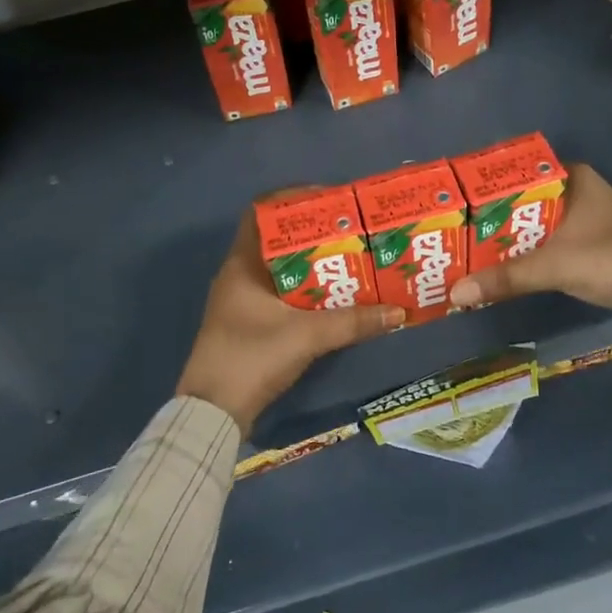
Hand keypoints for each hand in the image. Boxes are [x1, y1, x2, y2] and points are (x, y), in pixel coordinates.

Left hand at [177, 202, 403, 434]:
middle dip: (313, 233)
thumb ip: (353, 322)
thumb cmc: (251, 358)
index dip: (292, 200)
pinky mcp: (249, 323)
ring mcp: (242, 300)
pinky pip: (282, 292)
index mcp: (242, 264)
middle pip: (277, 240)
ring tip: (350, 258)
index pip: (261, 212)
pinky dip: (306, 289)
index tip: (329, 201)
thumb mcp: (307, 336)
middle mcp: (239, 275)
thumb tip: (398, 312)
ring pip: (281, 268)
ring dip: (312, 263)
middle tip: (350, 231)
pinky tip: (334, 295)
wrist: (213, 413)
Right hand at [449, 164, 611, 335]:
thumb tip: (453, 294)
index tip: (455, 204)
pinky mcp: (591, 246)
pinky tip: (501, 269)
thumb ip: (504, 278)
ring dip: (508, 241)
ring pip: (535, 226)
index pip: (518, 174)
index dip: (486, 189)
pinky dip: (527, 256)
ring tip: (467, 252)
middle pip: (523, 202)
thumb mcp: (553, 266)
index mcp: (573, 178)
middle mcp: (579, 192)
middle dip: (492, 220)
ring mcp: (587, 220)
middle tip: (453, 232)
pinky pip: (548, 245)